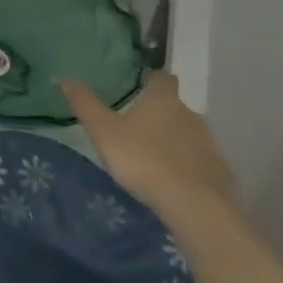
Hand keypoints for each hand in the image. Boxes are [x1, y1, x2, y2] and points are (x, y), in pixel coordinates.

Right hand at [58, 71, 236, 219]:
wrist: (193, 205)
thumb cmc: (142, 159)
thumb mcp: (103, 131)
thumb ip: (84, 104)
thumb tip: (62, 78)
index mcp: (163, 101)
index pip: (162, 78)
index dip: (152, 80)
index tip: (141, 85)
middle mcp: (191, 115)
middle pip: (175, 107)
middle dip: (159, 114)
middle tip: (137, 127)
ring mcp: (209, 144)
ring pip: (188, 134)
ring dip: (174, 140)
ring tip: (152, 156)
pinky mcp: (220, 172)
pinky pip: (200, 162)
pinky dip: (188, 165)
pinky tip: (173, 180)